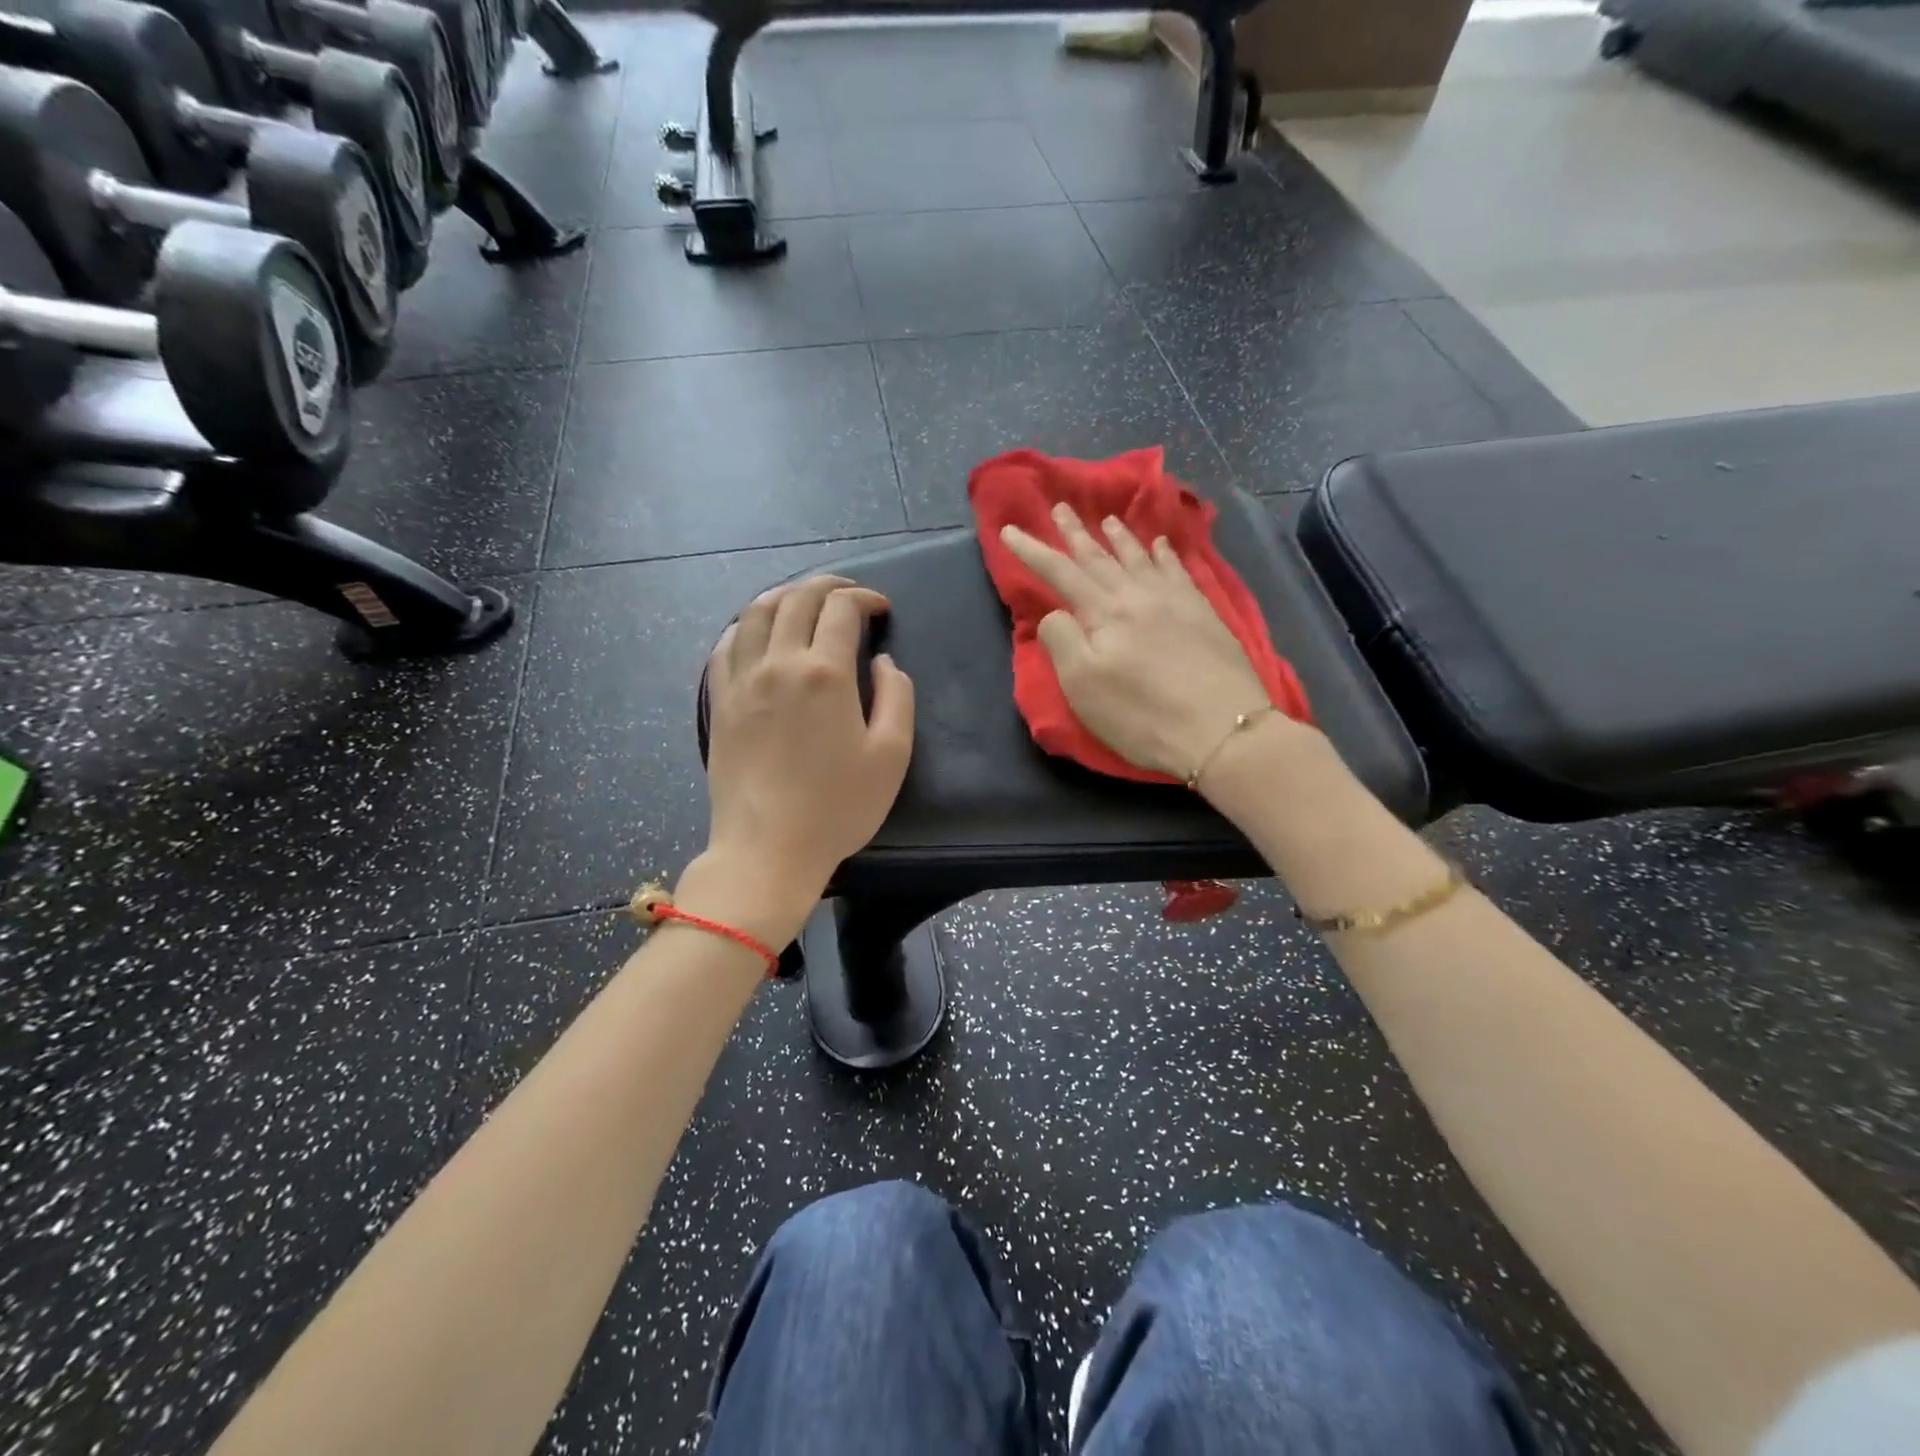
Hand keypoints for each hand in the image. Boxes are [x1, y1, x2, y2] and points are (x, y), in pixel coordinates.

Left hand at [696, 576, 914, 939]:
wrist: (767, 848)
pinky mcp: (719, 702)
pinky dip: (744, 626)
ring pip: (754, 613)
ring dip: (783, 595)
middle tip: (848, 594)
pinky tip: (756, 632)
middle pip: (796, 599)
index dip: (864, 598)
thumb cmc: (838, 807)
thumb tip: (882, 661)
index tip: (880, 609)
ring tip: (803, 600)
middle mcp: (778, 663)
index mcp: (824, 673)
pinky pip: (724, 646)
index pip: (841, 609)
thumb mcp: (892, 755)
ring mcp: (741, 681)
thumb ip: (896, 697)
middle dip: (826, 586)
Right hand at [1001, 505, 1271, 780]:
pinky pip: (1180, 571)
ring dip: (1121, 538)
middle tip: (1061, 506)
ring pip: (1140, 559)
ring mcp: (1175, 602)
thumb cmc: (1141, 715)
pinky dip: (1166, 554)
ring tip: (1109, 520)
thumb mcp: (1083, 686)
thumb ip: (1062, 640)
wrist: (1222, 730)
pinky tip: (1163, 544)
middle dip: (1076, 533)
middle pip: (1100, 557)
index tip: (1009, 529)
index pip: (1060, 572)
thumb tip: (1056, 614)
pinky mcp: (1204, 615)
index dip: (1032, 550)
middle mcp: (1138, 596)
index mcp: (1104, 613)